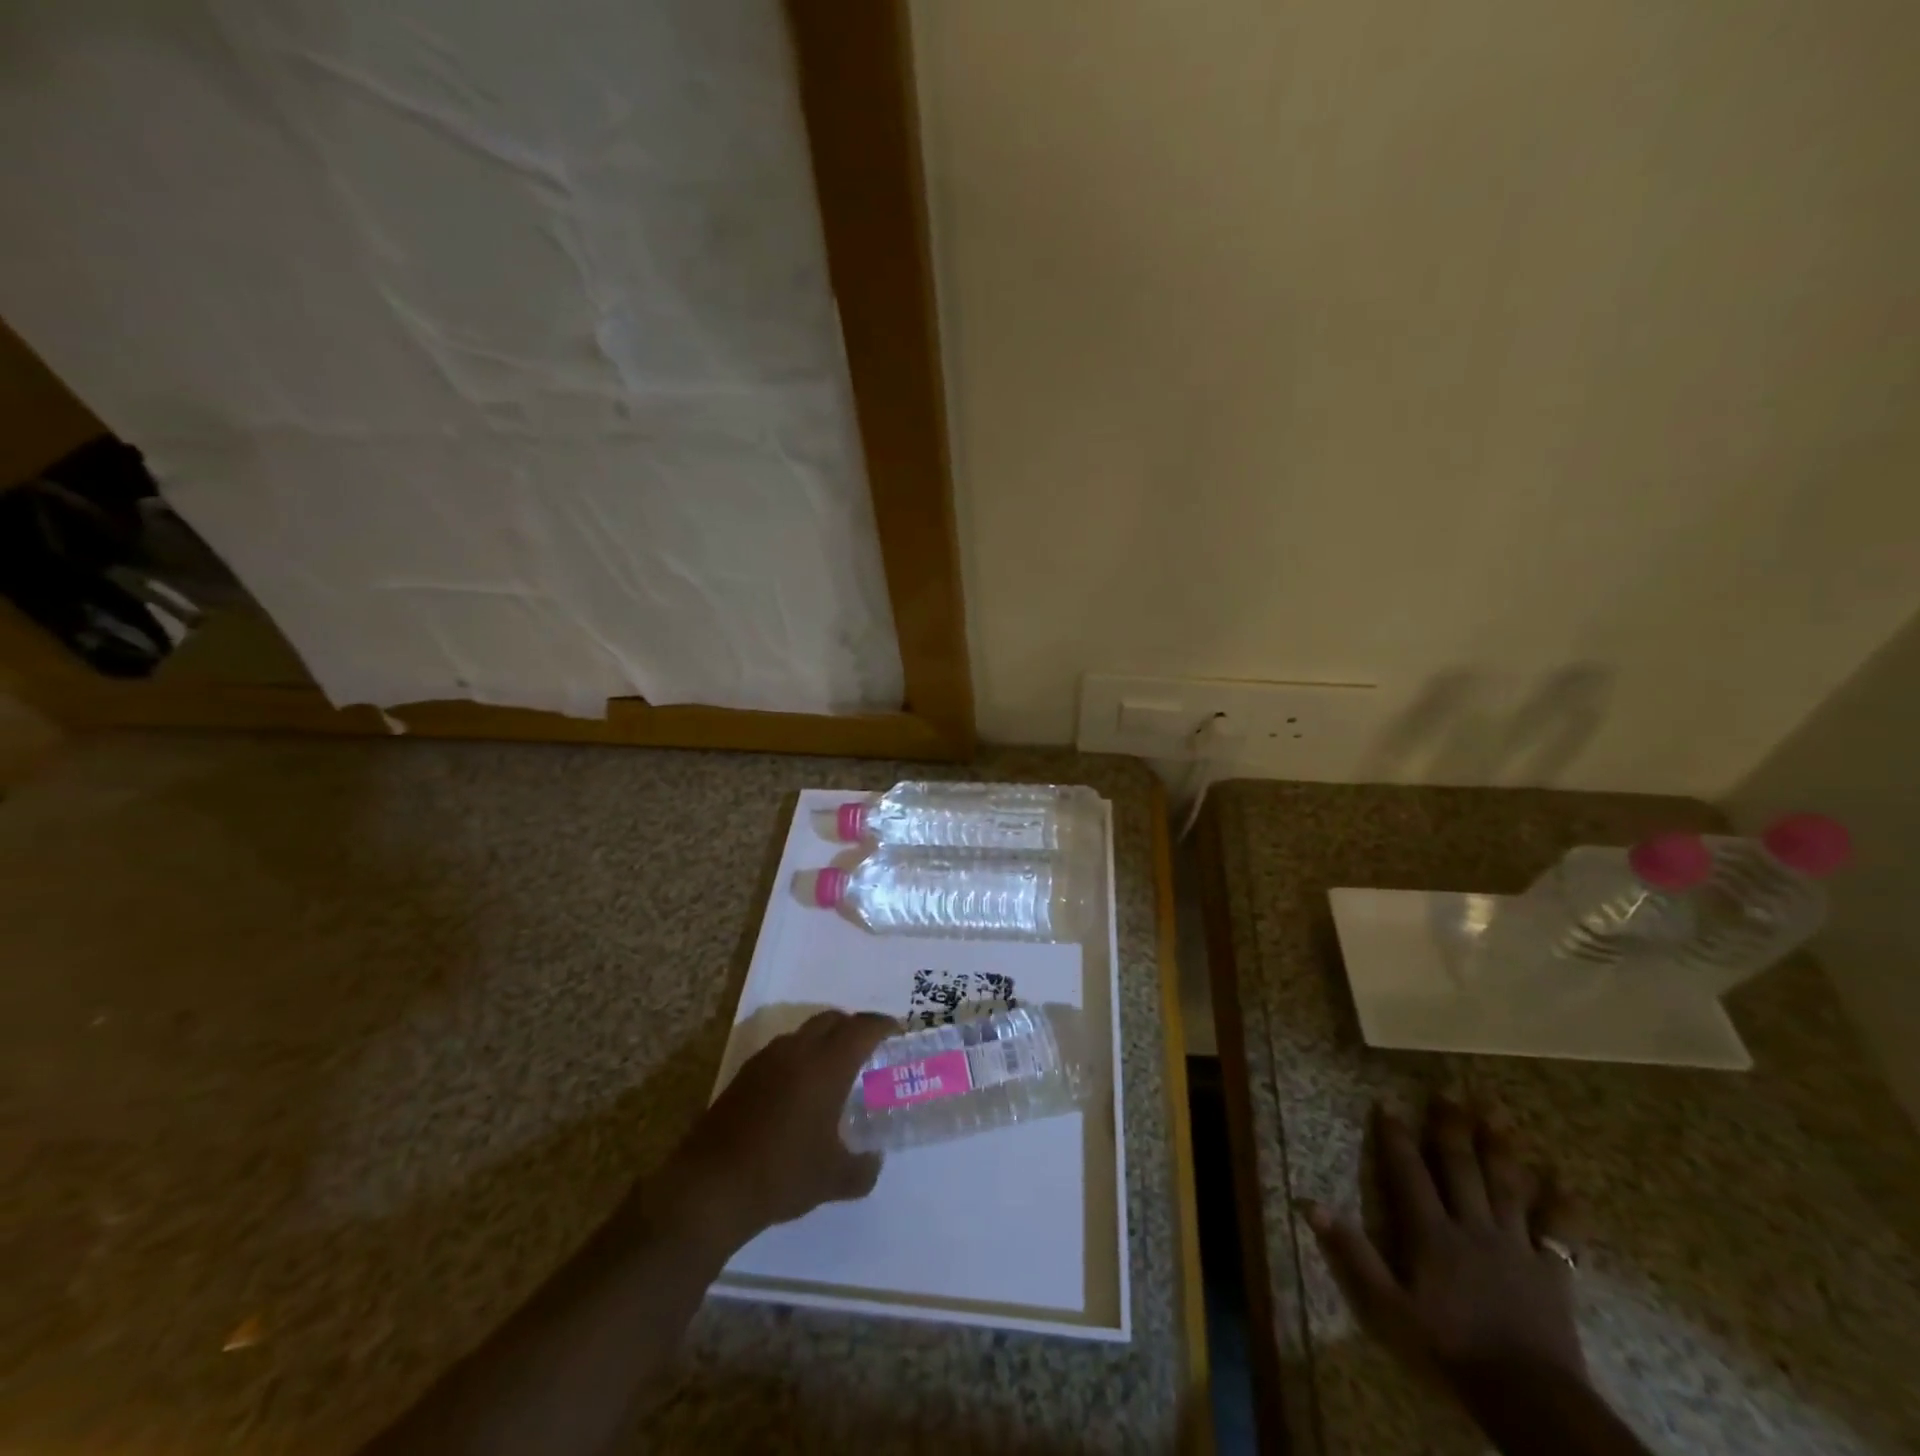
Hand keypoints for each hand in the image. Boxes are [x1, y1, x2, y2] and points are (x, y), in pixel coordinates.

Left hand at [668, 1010, 897, 1247]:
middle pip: (832, 1020)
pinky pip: (781, 1052)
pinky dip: (799, 1058)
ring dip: (823, 1041)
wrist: (710, 1188)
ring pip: (804, 1033)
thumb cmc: (782, 1174)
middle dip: (853, 1027)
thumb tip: (874, 1161)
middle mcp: (797, 1051)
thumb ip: (863, 1168)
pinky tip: (799, 1092)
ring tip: (834, 1071)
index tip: (896, 1032)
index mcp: (827, 1065)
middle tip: (868, 1050)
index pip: (862, 1028)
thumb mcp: (833, 1179)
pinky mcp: (743, 1076)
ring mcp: (766, 1060)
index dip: (882, 1025)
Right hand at [1306, 1096, 1585, 1394]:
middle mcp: (1471, 1226)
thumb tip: (1310, 1204)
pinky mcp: (1551, 1272)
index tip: (1386, 1103)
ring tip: (1497, 1110)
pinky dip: (1562, 1205)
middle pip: (1460, 1167)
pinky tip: (1564, 1180)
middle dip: (1451, 1126)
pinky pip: (1559, 1232)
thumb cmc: (1450, 1348)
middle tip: (1449, 1089)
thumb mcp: (1388, 1307)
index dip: (1395, 1137)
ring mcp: (1514, 1246)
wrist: (1529, 1396)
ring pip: (1506, 1185)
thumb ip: (1352, 1254)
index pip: (1407, 1172)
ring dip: (1500, 1146)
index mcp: (1431, 1232)